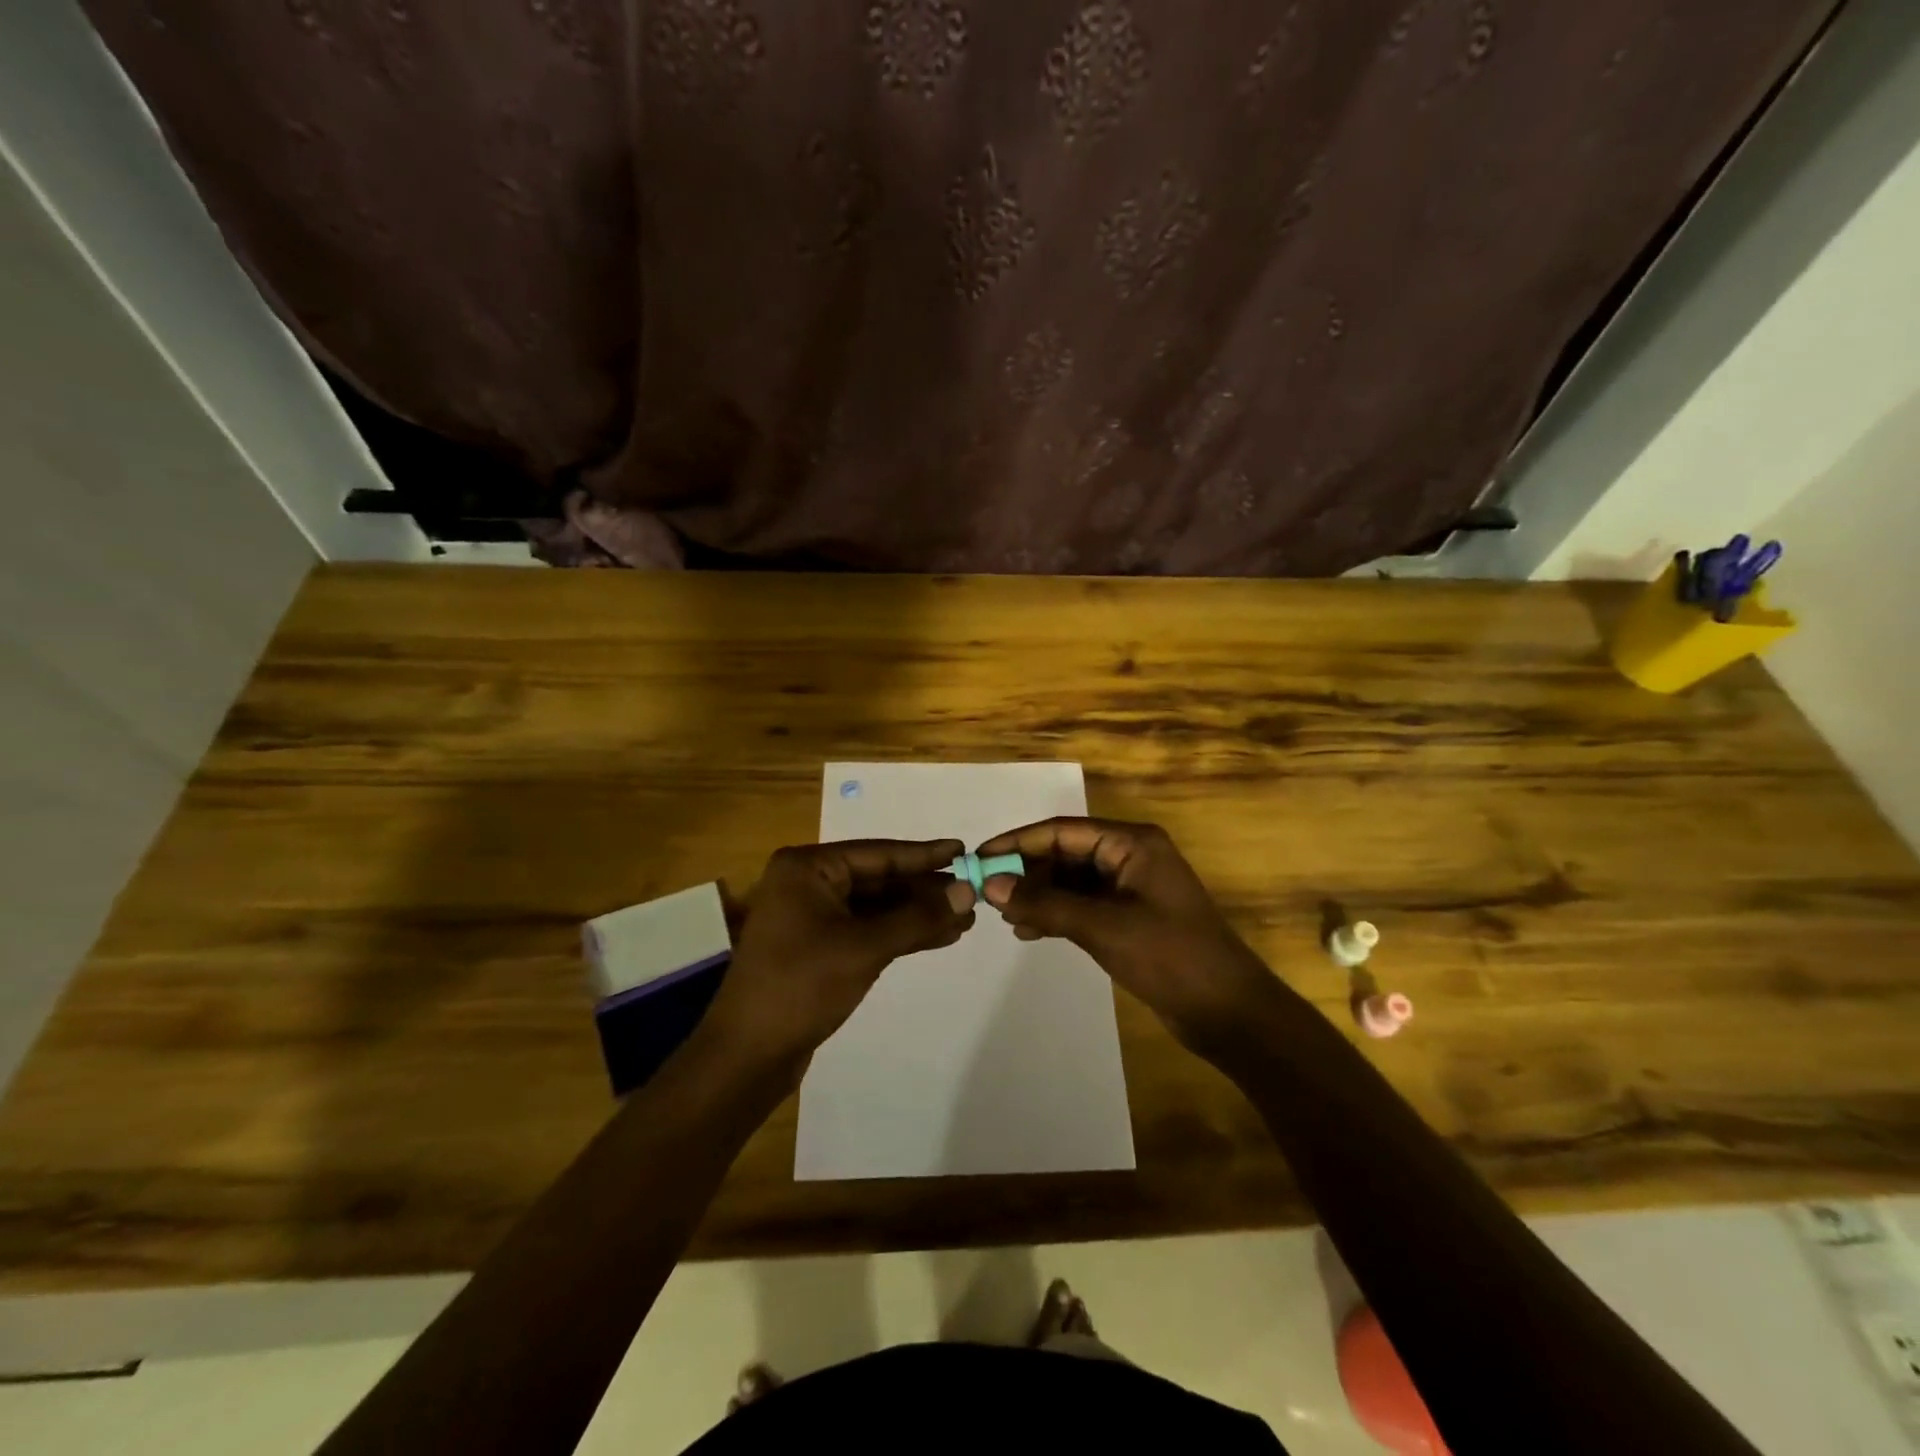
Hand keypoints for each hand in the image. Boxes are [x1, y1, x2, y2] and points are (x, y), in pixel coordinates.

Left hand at [702, 839, 975, 1071]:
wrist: (748, 1054)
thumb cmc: (802, 986)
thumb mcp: (865, 947)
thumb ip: (918, 917)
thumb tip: (968, 890)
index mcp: (807, 868)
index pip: (878, 853)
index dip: (924, 854)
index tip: (964, 850)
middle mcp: (808, 883)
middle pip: (879, 879)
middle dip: (925, 890)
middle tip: (973, 893)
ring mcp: (812, 916)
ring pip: (876, 907)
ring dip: (917, 914)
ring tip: (965, 919)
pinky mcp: (819, 947)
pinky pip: (867, 930)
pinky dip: (900, 933)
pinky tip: (938, 936)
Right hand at [975, 818, 1277, 1049]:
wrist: (1229, 1012)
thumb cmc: (1170, 957)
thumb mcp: (1103, 927)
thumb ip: (1046, 903)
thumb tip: (991, 885)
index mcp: (1132, 844)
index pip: (1061, 831)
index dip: (1017, 843)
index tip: (979, 859)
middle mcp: (1130, 858)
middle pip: (1065, 854)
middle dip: (1027, 872)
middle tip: (986, 894)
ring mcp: (1131, 889)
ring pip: (1071, 882)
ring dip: (1039, 896)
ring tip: (1004, 916)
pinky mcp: (1130, 918)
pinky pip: (1083, 906)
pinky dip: (1056, 915)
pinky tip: (1028, 932)